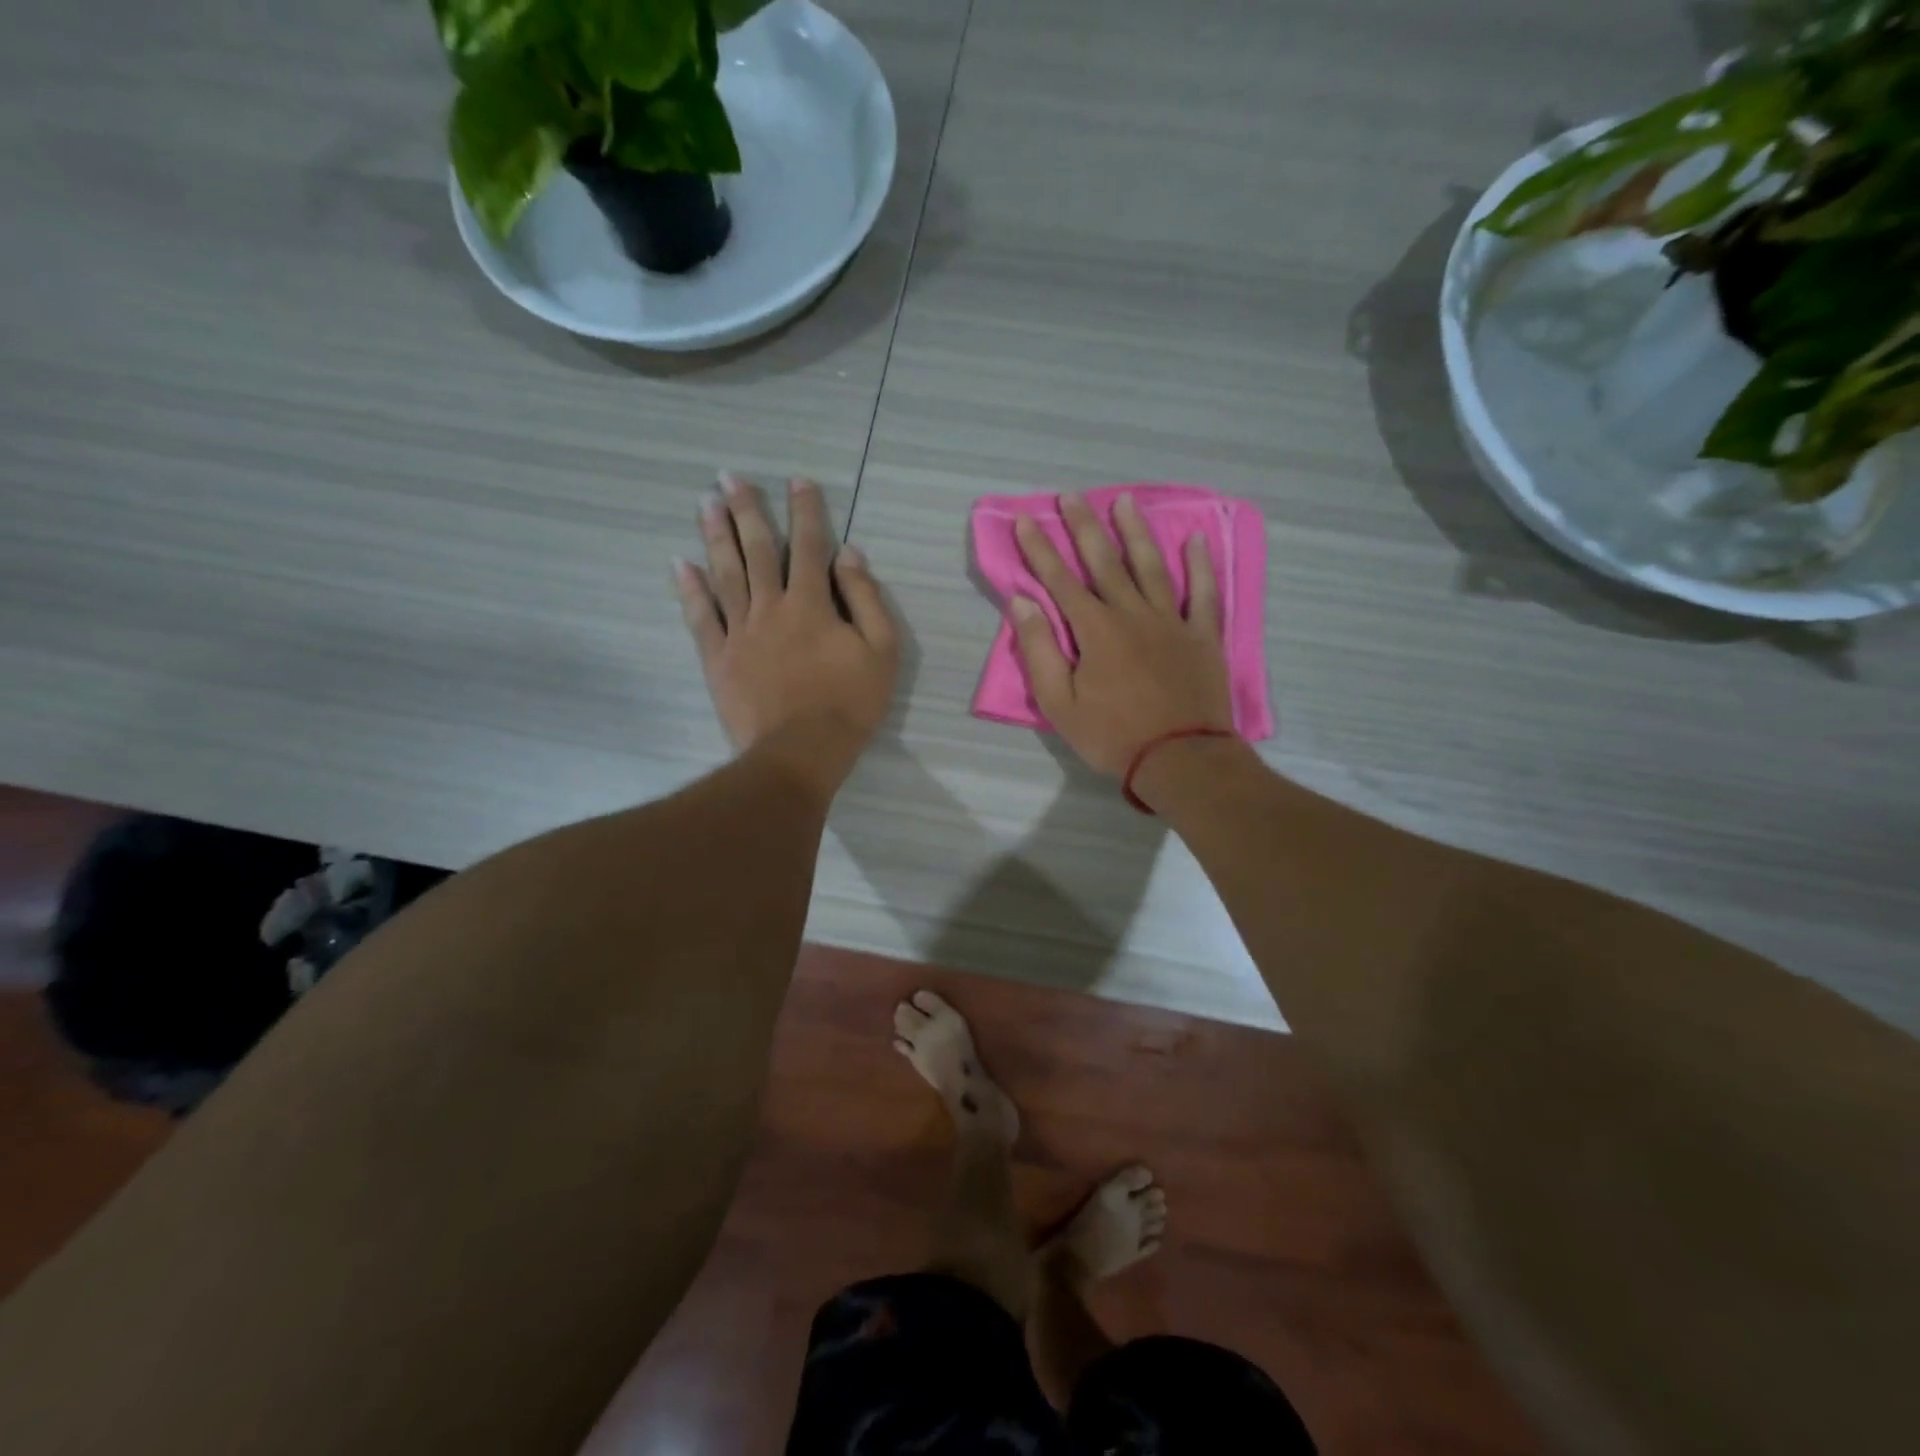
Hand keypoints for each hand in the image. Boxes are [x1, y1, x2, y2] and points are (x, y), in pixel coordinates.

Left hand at [676, 474, 898, 799]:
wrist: (800, 751)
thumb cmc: (849, 703)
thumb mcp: (881, 650)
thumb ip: (866, 598)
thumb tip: (849, 554)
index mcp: (812, 604)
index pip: (810, 546)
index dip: (806, 511)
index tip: (798, 481)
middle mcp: (771, 607)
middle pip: (758, 550)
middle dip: (746, 510)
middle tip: (728, 476)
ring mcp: (740, 631)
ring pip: (725, 574)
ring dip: (715, 536)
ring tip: (704, 503)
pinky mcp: (719, 658)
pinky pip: (701, 617)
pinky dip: (690, 589)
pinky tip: (680, 564)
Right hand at [1009, 492, 1234, 775]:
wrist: (1180, 759)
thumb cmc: (1112, 736)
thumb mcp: (1059, 703)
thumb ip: (1039, 650)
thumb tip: (1022, 602)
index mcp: (1096, 631)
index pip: (1060, 581)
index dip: (1040, 550)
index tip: (1025, 520)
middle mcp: (1132, 614)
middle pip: (1105, 562)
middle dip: (1084, 527)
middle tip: (1071, 496)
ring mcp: (1171, 622)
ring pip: (1150, 567)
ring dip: (1135, 532)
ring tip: (1124, 501)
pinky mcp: (1203, 636)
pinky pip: (1203, 593)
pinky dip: (1199, 565)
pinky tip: (1195, 539)